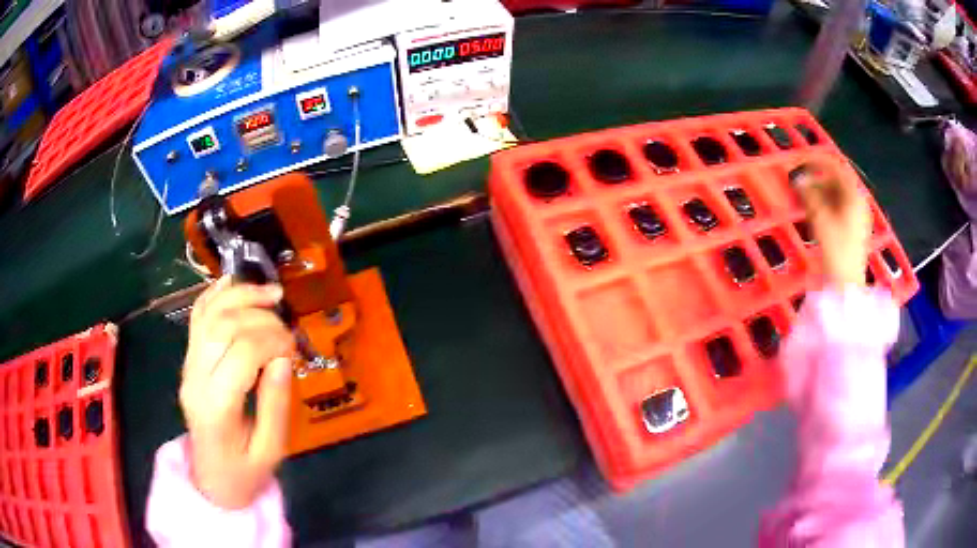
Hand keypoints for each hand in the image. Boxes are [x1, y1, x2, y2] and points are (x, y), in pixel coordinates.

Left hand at [179, 276, 294, 508]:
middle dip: (260, 317)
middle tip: (287, 328)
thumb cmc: (245, 471)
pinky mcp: (188, 360)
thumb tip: (285, 358)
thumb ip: (276, 403)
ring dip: (240, 296)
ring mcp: (187, 366)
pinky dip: (215, 294)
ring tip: (271, 293)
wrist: (211, 479)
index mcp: (217, 407)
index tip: (294, 347)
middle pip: (223, 326)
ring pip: (208, 314)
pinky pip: (197, 317)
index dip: (273, 341)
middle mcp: (195, 379)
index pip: (242, 353)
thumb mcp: (271, 448)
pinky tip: (235, 283)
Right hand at [793, 163, 871, 289]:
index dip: (817, 161)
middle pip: (837, 181)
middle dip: (817, 178)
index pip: (836, 167)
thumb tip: (798, 178)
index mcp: (854, 196)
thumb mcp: (820, 219)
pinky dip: (826, 203)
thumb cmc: (836, 250)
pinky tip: (815, 210)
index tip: (800, 161)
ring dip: (820, 191)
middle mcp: (858, 201)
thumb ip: (809, 195)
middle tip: (799, 181)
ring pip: (837, 194)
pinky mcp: (854, 229)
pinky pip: (839, 206)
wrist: (847, 284)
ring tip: (804, 196)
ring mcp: (858, 216)